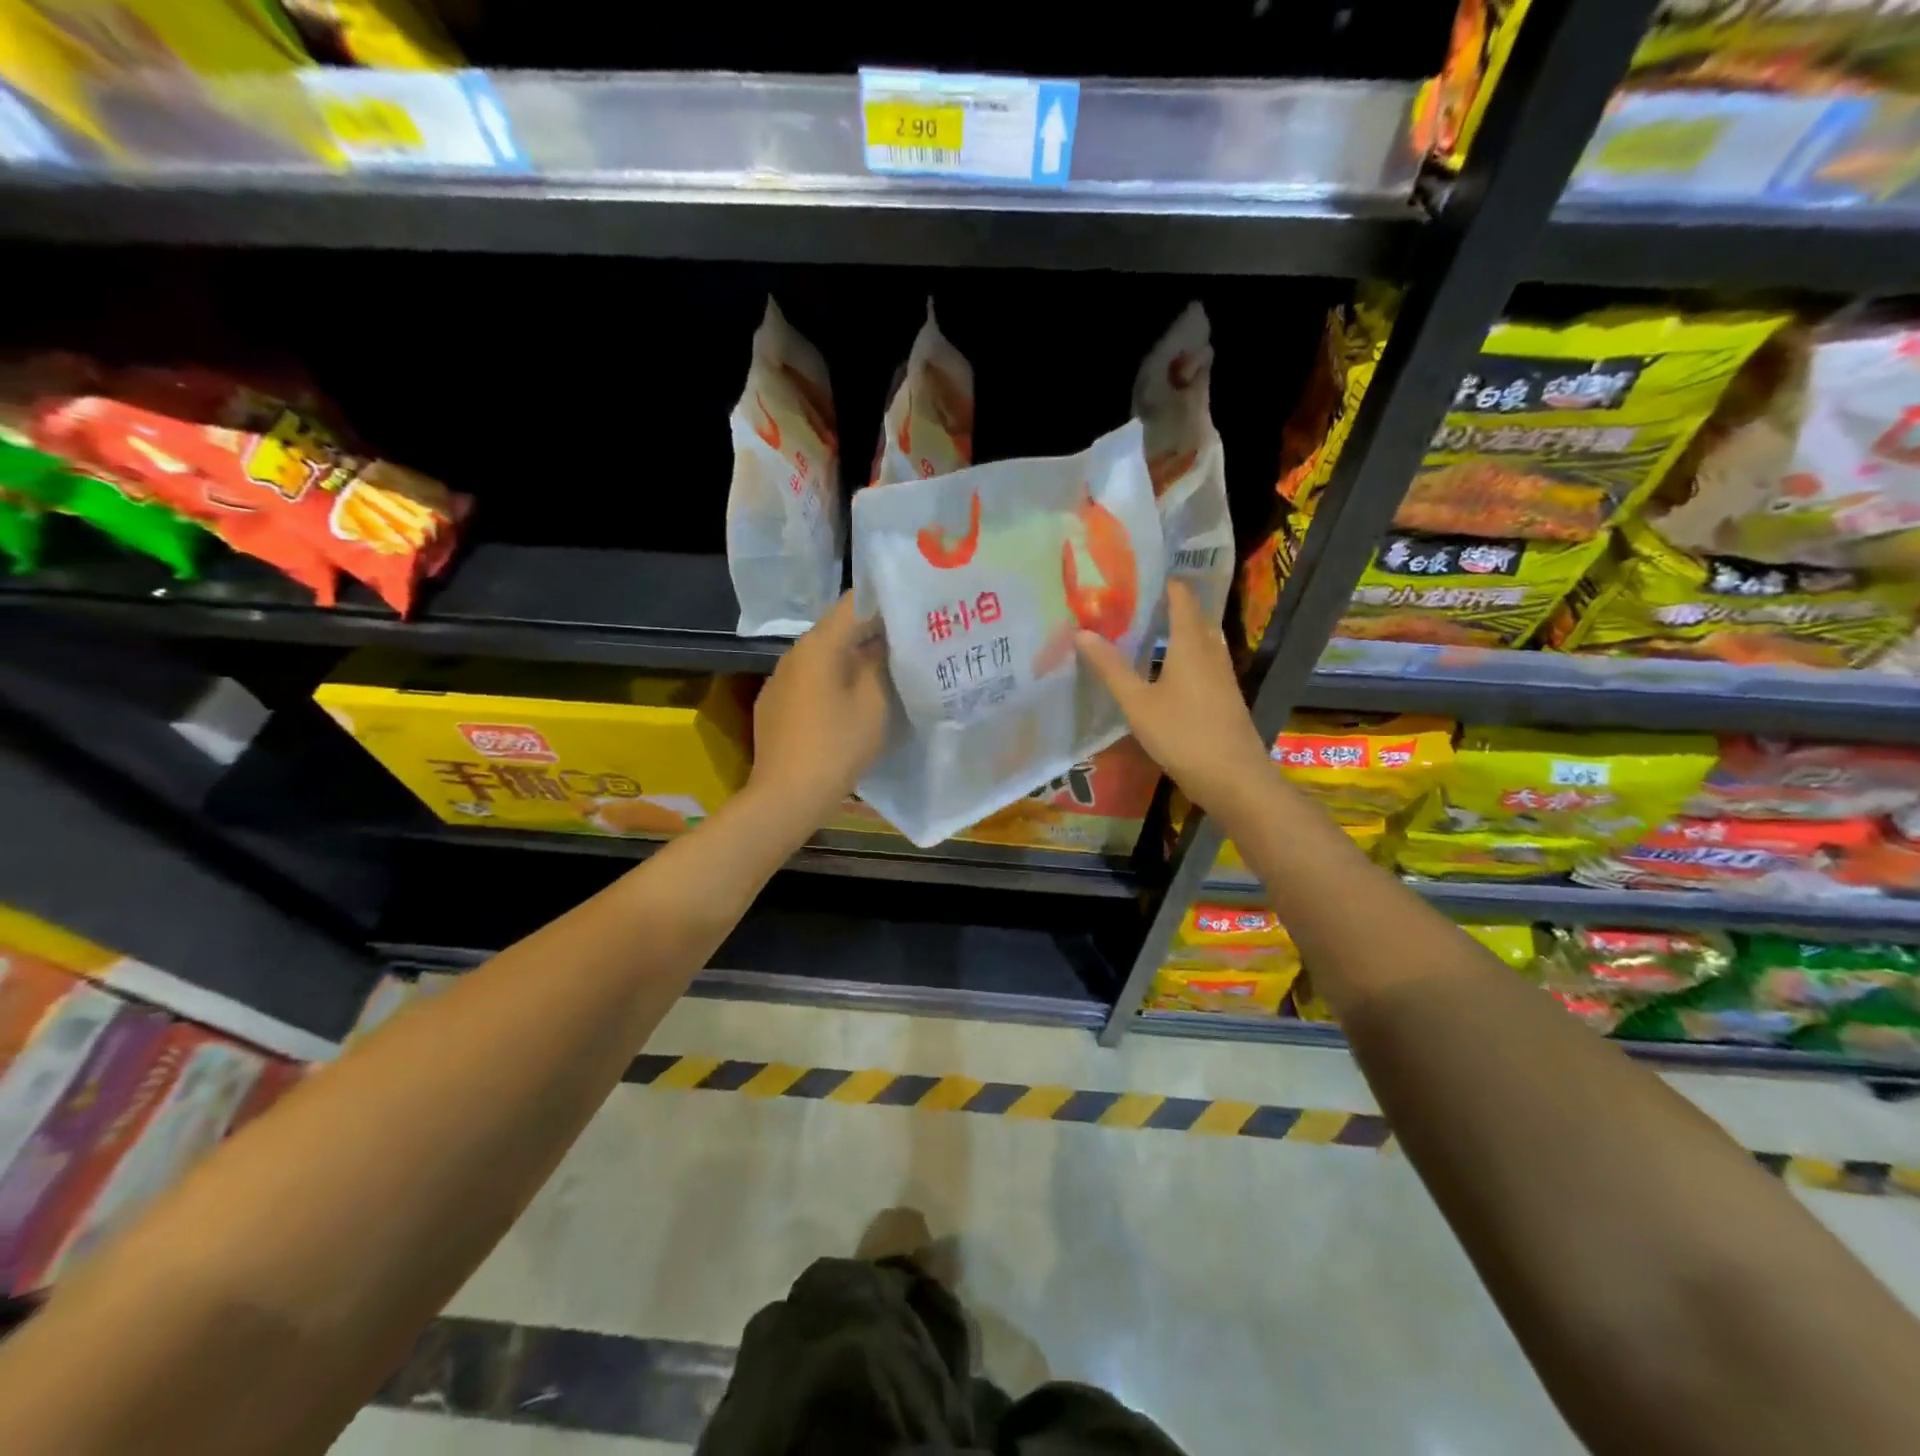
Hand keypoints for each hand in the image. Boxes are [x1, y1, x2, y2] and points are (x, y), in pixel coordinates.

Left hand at [747, 594, 890, 828]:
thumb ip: (882, 663)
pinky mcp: (774, 704)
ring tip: (885, 672)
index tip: (915, 611)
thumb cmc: (837, 746)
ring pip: (825, 657)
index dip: (888, 602)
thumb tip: (885, 641)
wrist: (786, 796)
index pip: (855, 602)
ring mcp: (780, 679)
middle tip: (909, 643)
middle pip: (838, 629)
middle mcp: (794, 653)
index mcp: (819, 644)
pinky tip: (850, 703)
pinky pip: (810, 681)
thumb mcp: (874, 703)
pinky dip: (833, 682)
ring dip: (853, 659)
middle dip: (873, 633)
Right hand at [1075, 580, 1273, 823]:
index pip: (1181, 596)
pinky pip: (1201, 662)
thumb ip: (1110, 668)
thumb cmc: (1183, 735)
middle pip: (1191, 616)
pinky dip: (1181, 655)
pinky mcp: (1223, 696)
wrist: (1234, 779)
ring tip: (1139, 632)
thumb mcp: (1137, 703)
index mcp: (1191, 643)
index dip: (1161, 581)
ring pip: (1198, 640)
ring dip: (1173, 632)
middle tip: (1128, 603)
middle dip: (1164, 606)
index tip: (1132, 576)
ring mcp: (1221, 674)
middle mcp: (1210, 651)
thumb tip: (1081, 632)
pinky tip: (1161, 671)